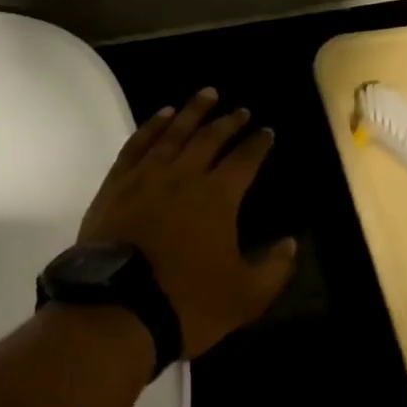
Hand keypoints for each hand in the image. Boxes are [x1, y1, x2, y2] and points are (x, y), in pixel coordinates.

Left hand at [76, 88, 298, 358]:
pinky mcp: (116, 185)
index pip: (245, 159)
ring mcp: (146, 177)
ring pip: (173, 133)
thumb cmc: (186, 302)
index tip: (266, 131)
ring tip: (206, 95)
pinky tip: (161, 116)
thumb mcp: (246, 296)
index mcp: (219, 196)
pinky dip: (151, 126)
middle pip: (210, 138)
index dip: (258, 143)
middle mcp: (184, 175)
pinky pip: (137, 145)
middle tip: (240, 110)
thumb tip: (290, 242)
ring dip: (192, 112)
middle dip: (229, 121)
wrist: (115, 312)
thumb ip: (275, 267)